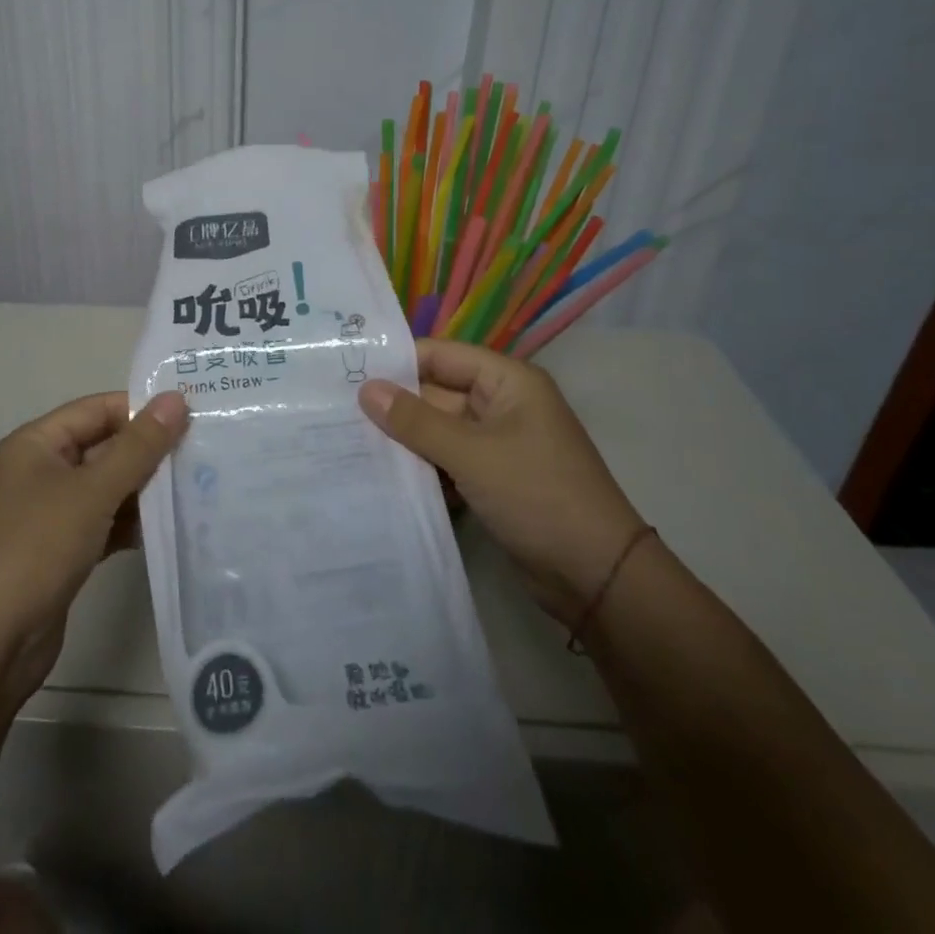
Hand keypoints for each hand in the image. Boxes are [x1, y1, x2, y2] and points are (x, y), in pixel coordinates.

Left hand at [0, 391, 188, 711]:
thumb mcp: (92, 491)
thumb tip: (176, 399)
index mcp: (36, 444)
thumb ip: (138, 446)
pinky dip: (130, 523)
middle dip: (148, 451)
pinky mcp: (60, 552)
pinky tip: (167, 529)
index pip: (97, 409)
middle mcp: (40, 471)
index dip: (140, 409)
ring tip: (196, 488)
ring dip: (144, 490)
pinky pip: (103, 523)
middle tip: (203, 452)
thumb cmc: (35, 548)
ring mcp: (49, 514)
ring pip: (106, 488)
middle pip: (103, 447)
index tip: (191, 416)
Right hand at [358, 339, 644, 624]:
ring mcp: (497, 444)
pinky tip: (382, 476)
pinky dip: (421, 467)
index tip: (346, 374)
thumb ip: (416, 421)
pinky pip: (446, 461)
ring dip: (404, 440)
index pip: (440, 356)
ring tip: (349, 443)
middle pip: (436, 393)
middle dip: (394, 406)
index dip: (397, 363)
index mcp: (507, 381)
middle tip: (337, 414)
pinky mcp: (491, 479)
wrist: (597, 578)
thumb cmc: (538, 496)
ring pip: (437, 430)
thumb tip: (366, 390)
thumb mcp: (472, 453)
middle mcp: (501, 405)